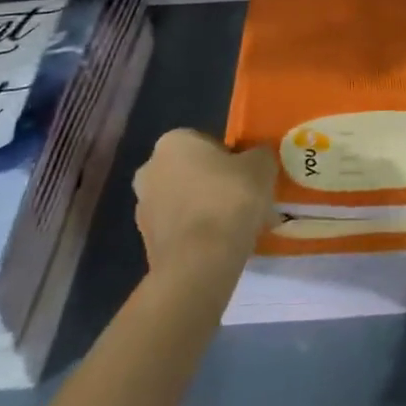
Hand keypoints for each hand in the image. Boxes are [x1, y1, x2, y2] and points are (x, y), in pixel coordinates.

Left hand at [132, 130, 277, 275]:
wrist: (199, 263)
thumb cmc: (229, 200)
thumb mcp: (261, 166)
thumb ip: (259, 155)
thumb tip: (257, 157)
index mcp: (173, 142)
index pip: (206, 142)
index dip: (231, 159)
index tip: (248, 177)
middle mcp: (150, 170)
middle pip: (192, 172)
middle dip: (215, 185)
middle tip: (244, 202)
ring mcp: (144, 208)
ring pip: (186, 202)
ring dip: (207, 211)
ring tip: (238, 229)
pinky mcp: (147, 243)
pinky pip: (181, 230)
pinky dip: (199, 235)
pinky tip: (222, 247)